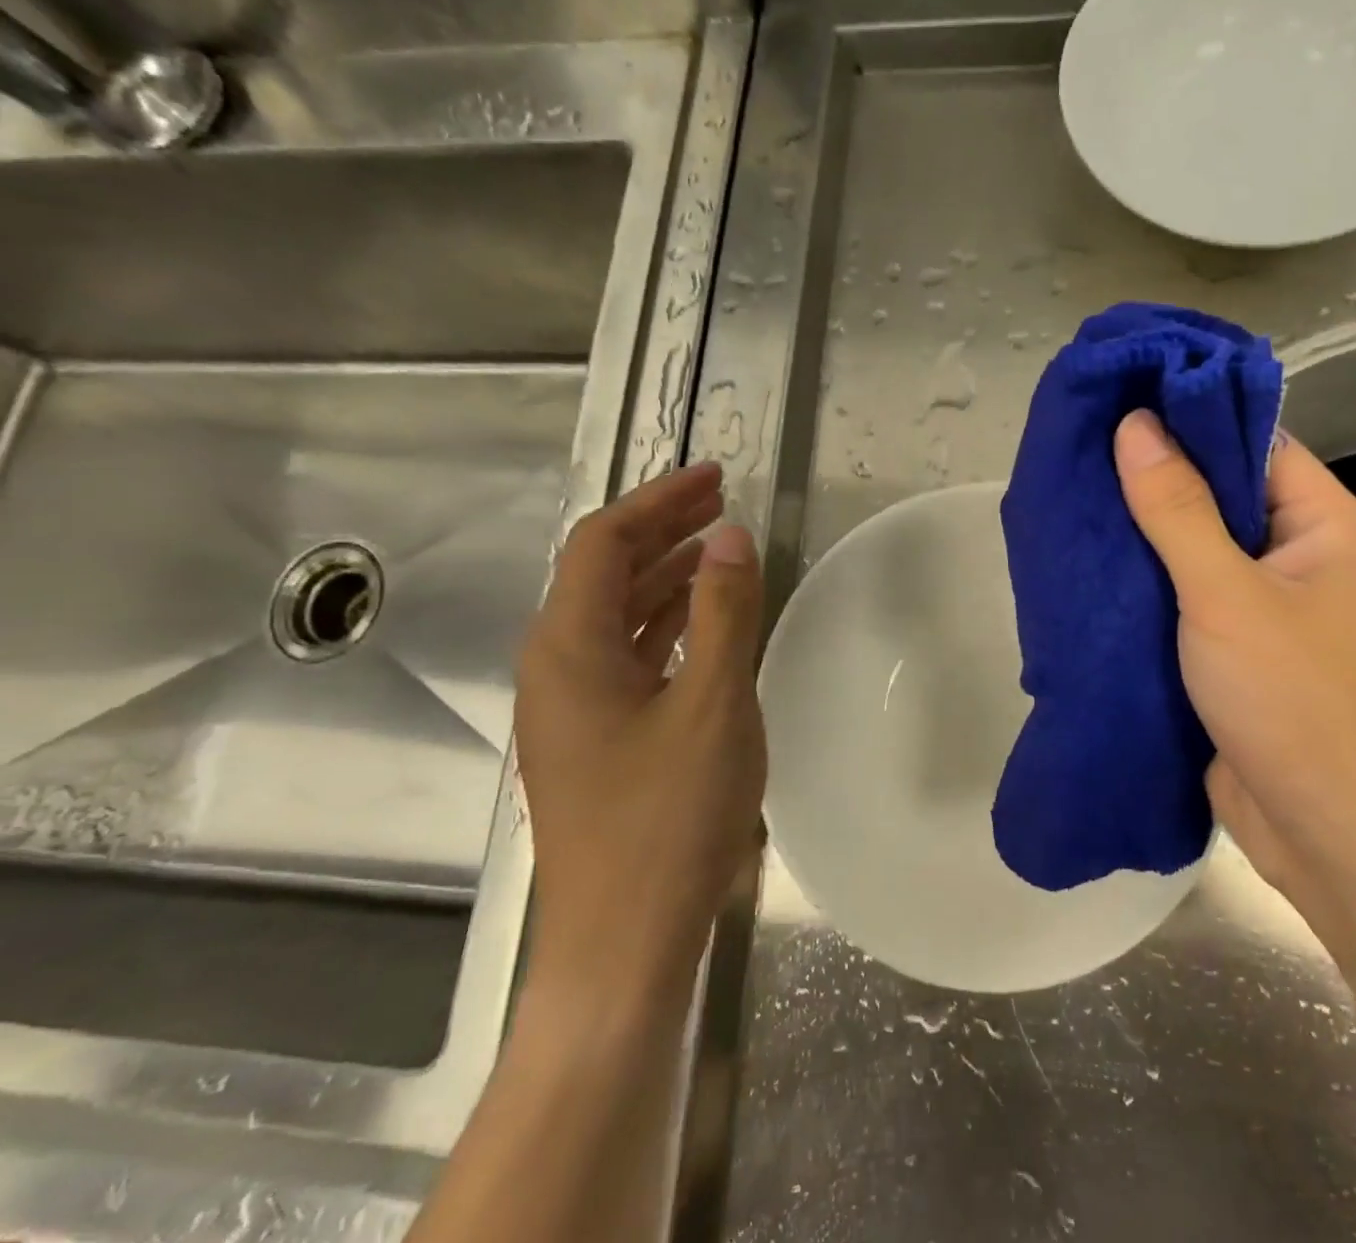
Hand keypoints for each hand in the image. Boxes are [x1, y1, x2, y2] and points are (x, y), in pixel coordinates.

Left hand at [512, 462, 765, 993]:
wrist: (623, 945)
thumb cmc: (668, 820)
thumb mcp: (713, 703)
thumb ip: (724, 612)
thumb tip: (731, 535)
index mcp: (568, 648)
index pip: (603, 542)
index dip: (658, 501)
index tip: (716, 478)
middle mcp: (556, 668)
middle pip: (603, 572)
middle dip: (662, 529)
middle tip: (723, 503)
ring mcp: (573, 708)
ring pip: (616, 614)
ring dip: (666, 574)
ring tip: (721, 550)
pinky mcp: (596, 739)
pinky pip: (628, 655)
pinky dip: (667, 623)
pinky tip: (706, 622)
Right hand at [1112, 411, 1355, 896]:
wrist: (1334, 839)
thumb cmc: (1296, 702)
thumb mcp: (1226, 596)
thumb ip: (1177, 509)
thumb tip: (1136, 424)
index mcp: (1329, 526)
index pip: (1256, 444)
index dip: (1191, 418)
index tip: (1120, 402)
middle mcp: (1306, 559)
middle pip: (1226, 497)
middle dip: (1157, 480)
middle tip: (1082, 454)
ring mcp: (1273, 610)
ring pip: (1202, 552)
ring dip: (1147, 537)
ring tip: (1076, 503)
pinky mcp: (1242, 654)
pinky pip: (1192, 602)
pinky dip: (1151, 588)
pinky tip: (1096, 572)